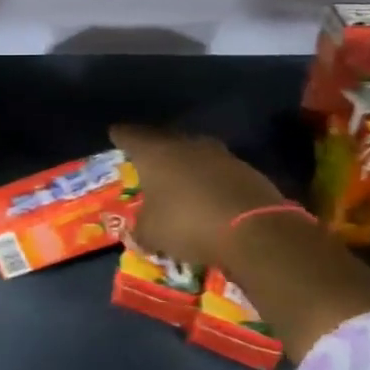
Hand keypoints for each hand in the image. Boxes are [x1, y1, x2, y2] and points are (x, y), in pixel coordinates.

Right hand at [110, 123, 285, 266]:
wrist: (254, 230)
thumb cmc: (187, 224)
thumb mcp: (152, 234)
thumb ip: (140, 228)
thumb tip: (137, 230)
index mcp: (154, 152)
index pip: (129, 136)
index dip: (120, 136)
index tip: (115, 135)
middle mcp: (184, 144)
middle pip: (163, 139)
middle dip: (154, 150)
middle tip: (146, 160)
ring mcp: (218, 154)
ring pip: (193, 153)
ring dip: (185, 164)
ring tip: (179, 179)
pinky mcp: (246, 169)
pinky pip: (218, 170)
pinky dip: (210, 180)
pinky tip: (209, 196)